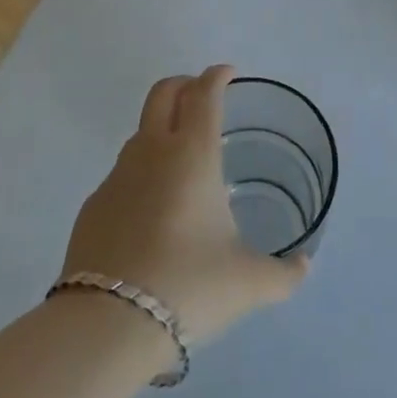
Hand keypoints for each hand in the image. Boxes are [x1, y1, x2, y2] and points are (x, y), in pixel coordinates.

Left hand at [62, 66, 307, 343]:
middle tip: (201, 96)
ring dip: (161, 128)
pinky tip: (152, 210)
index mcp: (193, 154)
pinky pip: (122, 174)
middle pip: (163, 93)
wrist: (107, 324)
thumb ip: (283, 273)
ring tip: (181, 159)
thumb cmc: (189, 286)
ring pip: (140, 132)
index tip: (228, 73)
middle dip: (184, 84)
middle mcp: (152, 152)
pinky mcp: (93, 205)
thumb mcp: (248, 282)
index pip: (204, 94)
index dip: (217, 76)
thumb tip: (303, 267)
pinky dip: (141, 174)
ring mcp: (117, 176)